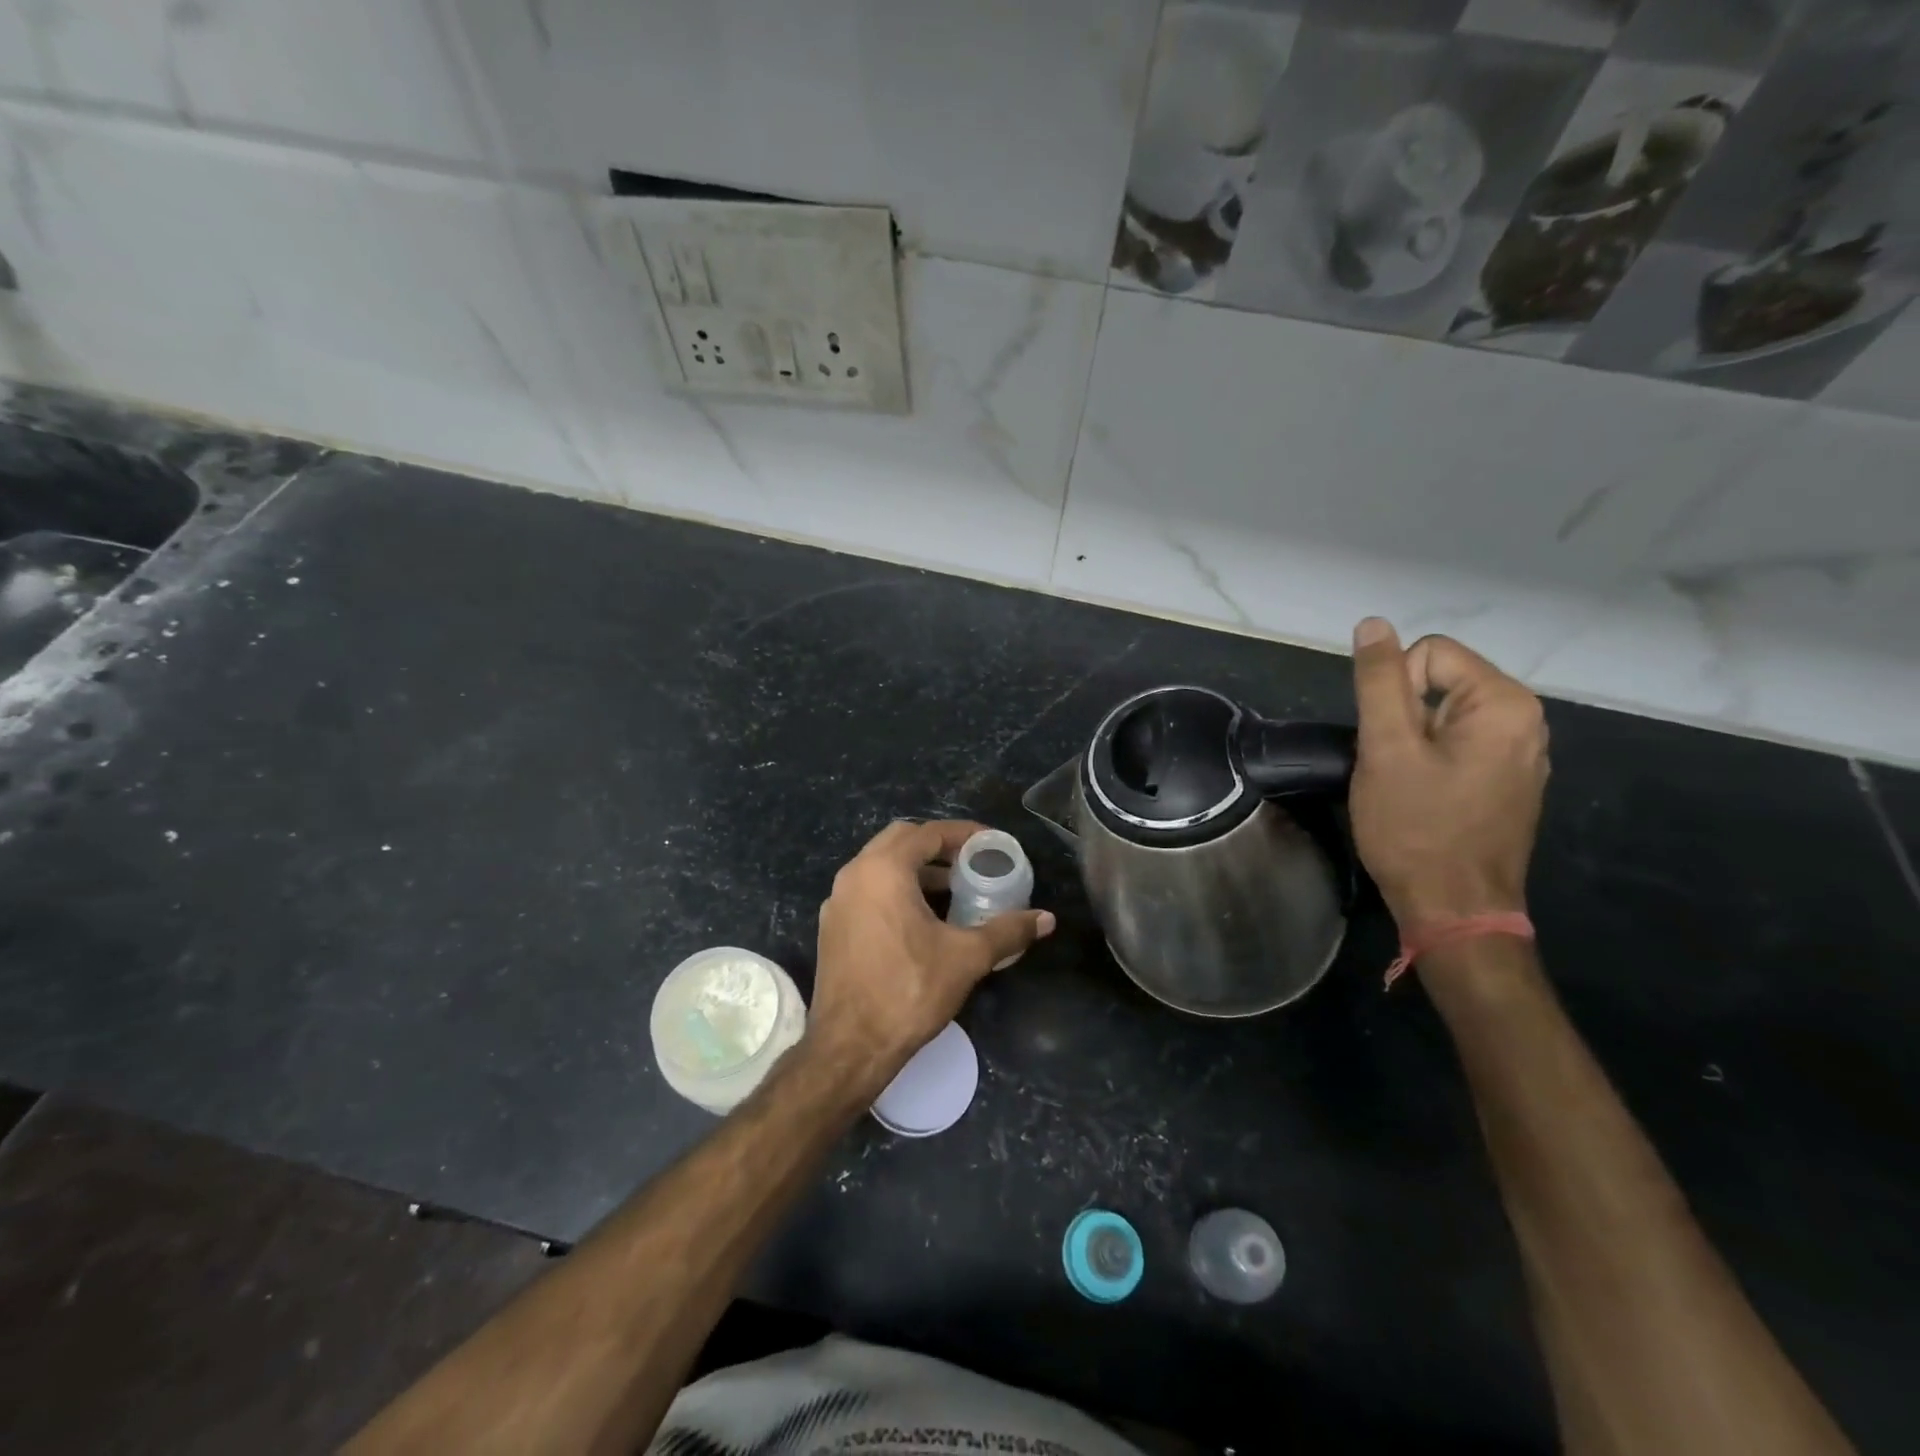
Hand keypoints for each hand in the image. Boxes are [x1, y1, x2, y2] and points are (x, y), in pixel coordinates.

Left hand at [807, 820, 1053, 1089]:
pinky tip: (922, 918)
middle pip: (900, 840)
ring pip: (881, 866)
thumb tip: (1046, 919)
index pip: (927, 833)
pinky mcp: (833, 926)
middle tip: (971, 861)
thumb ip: (1007, 931)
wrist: (849, 1046)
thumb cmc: (908, 991)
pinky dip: (896, 889)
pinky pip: (868, 890)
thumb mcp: (966, 958)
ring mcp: (838, 901)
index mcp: (883, 870)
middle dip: (937, 846)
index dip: (963, 834)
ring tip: (953, 889)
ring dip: (916, 869)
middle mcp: (854, 875)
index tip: (991, 844)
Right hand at [1348, 617, 1548, 928]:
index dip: (1392, 689)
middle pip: (1439, 681)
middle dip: (1403, 715)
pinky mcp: (1510, 780)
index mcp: (1504, 703)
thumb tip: (1373, 623)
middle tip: (1393, 764)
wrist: (1454, 909)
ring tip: (1405, 782)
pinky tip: (1425, 796)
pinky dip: (1432, 759)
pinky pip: (1459, 743)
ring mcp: (1522, 753)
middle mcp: (1526, 720)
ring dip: (1413, 739)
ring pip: (1444, 715)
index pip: (1429, 653)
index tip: (1388, 740)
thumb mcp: (1385, 748)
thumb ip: (1378, 681)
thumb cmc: (1416, 827)